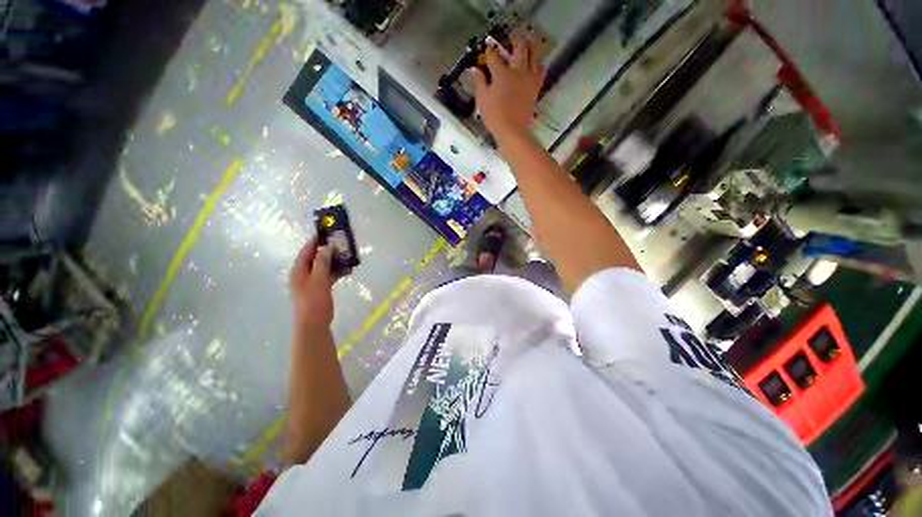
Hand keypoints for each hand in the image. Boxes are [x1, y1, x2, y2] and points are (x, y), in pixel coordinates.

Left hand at [289, 239, 349, 328]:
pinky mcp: (321, 288)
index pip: (306, 251)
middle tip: (341, 243)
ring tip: (348, 256)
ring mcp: (313, 281)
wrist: (314, 324)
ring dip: (335, 261)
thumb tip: (327, 247)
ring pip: (324, 266)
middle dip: (328, 251)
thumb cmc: (314, 301)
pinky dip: (337, 272)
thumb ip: (322, 262)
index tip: (326, 232)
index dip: (315, 241)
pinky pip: (329, 275)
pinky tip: (349, 270)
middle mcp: (304, 274)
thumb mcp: (318, 280)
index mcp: (298, 271)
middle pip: (316, 258)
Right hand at [469, 35, 544, 142]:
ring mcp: (528, 79)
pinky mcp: (535, 89)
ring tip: (527, 45)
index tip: (487, 51)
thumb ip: (479, 82)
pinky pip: (540, 73)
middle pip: (519, 48)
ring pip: (533, 56)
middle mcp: (517, 71)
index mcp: (502, 73)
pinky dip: (539, 67)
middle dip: (514, 41)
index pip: (494, 57)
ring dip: (530, 48)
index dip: (489, 52)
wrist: (513, 131)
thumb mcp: (482, 100)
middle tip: (512, 39)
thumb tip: (475, 69)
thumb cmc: (495, 116)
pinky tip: (537, 66)